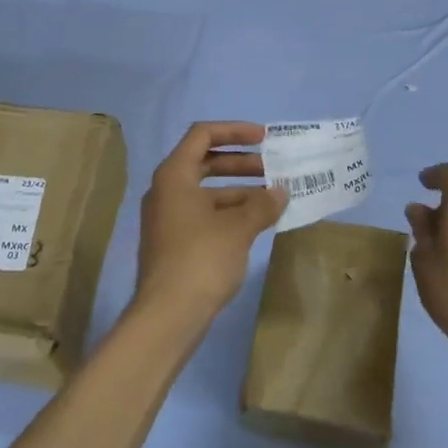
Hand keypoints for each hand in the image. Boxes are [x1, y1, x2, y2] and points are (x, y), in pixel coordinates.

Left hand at [132, 122, 286, 329]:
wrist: (167, 316)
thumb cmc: (201, 259)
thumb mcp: (238, 228)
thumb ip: (261, 205)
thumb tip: (280, 193)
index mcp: (174, 175)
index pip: (203, 135)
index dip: (234, 131)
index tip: (264, 138)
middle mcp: (167, 190)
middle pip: (206, 162)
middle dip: (242, 163)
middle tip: (274, 169)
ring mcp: (168, 217)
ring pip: (207, 191)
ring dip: (240, 190)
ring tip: (274, 199)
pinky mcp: (174, 242)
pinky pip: (204, 214)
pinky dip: (230, 212)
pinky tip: (257, 224)